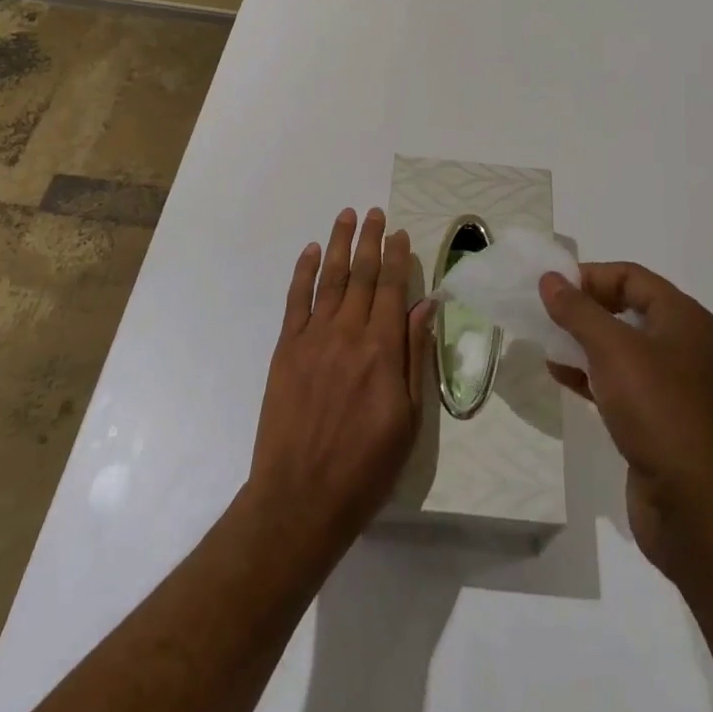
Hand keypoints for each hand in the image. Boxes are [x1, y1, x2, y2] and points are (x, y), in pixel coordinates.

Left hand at [245, 208, 434, 561]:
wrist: (300, 499)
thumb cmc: (365, 467)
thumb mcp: (409, 419)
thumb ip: (415, 357)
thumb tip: (426, 306)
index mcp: (382, 350)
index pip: (393, 289)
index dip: (398, 258)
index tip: (401, 233)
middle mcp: (348, 333)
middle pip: (363, 275)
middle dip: (371, 240)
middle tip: (376, 212)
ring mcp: (313, 338)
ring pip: (330, 278)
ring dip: (340, 244)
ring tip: (347, 216)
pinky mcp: (286, 349)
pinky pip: (296, 300)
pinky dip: (304, 272)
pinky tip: (311, 251)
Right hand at [540, 262, 712, 586]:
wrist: (694, 504)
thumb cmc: (657, 409)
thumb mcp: (612, 349)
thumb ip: (578, 310)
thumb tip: (549, 278)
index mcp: (682, 317)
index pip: (631, 276)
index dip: (590, 276)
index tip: (552, 287)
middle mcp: (681, 343)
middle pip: (625, 308)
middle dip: (583, 309)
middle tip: (545, 313)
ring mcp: (671, 383)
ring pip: (619, 347)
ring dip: (582, 341)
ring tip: (545, 342)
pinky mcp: (657, 417)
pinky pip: (618, 380)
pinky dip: (589, 373)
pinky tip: (559, 375)